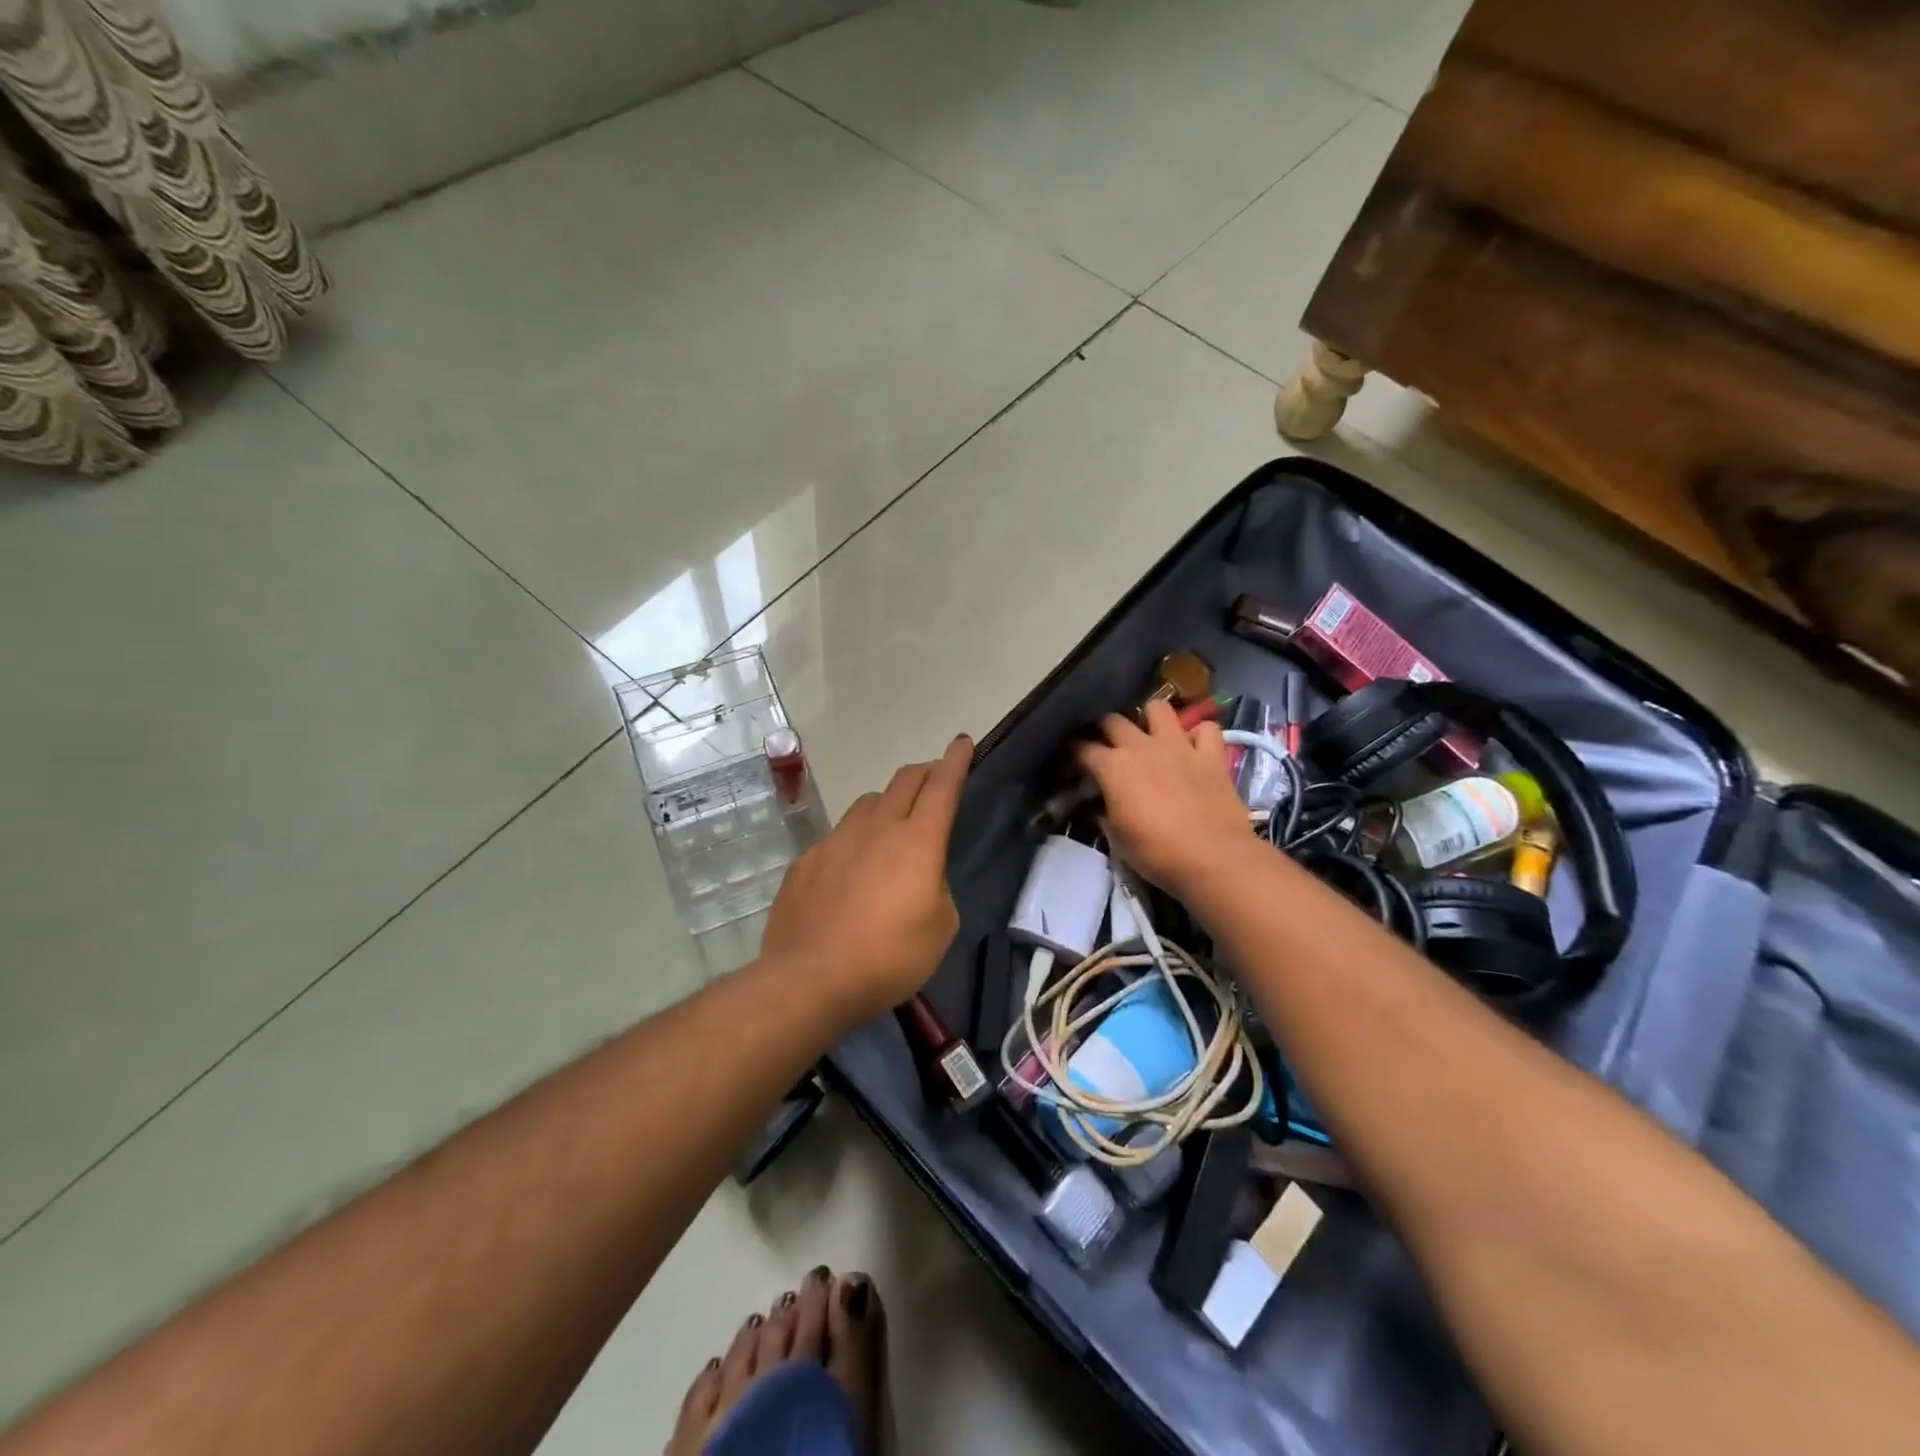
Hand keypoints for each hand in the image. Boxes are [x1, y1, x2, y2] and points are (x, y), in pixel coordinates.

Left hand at [763, 735, 972, 1022]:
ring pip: (868, 803)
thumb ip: (936, 888)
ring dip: (887, 804)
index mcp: (917, 841)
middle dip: (925, 773)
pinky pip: (838, 836)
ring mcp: (836, 840)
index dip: (956, 761)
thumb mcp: (940, 928)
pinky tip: (850, 871)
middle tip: (935, 780)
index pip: (942, 786)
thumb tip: (919, 877)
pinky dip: (854, 841)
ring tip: (891, 825)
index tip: (962, 742)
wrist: (809, 978)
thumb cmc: (888, 957)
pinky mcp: (807, 860)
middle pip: (904, 781)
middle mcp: (875, 828)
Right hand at [1075, 700, 1255, 894]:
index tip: (1070, 764)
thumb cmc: (1156, 853)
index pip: (1081, 748)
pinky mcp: (1211, 756)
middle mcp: (1142, 746)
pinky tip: (1193, 748)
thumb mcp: (1116, 838)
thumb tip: (1100, 805)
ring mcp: (1179, 746)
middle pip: (1113, 720)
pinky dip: (1198, 735)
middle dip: (1103, 729)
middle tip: (1105, 747)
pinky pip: (1206, 728)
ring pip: (1158, 708)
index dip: (1072, 755)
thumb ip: (1105, 812)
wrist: (1213, 859)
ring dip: (1150, 719)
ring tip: (1150, 736)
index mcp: (1113, 767)